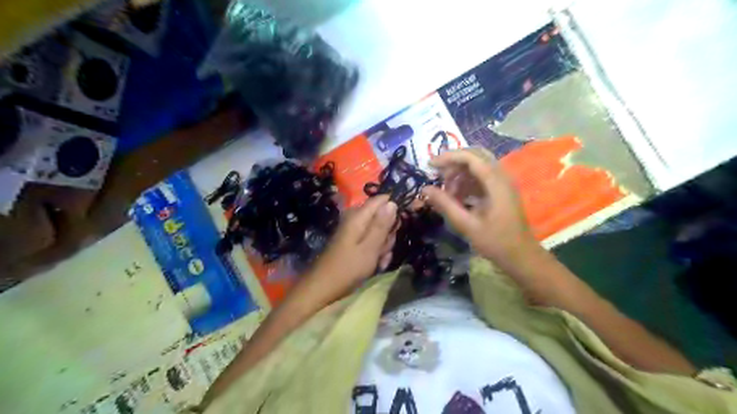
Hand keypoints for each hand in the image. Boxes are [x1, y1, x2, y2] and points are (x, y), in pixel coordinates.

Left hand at [306, 195, 396, 292]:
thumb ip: (381, 225)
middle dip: (388, 234)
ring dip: (383, 246)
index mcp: (358, 216)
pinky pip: (372, 242)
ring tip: (379, 261)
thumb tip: (392, 202)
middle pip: (382, 217)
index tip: (400, 225)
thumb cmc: (347, 268)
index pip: (382, 200)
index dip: (394, 209)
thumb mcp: (369, 248)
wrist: (323, 287)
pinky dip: (376, 252)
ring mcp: (355, 231)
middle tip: (384, 250)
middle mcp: (356, 219)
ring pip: (379, 232)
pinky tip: (376, 265)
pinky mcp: (354, 242)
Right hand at [421, 148, 539, 268]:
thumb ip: (445, 205)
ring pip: (478, 165)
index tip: (430, 165)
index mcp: (496, 183)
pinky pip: (481, 177)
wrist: (521, 256)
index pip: (471, 157)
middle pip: (475, 156)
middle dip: (453, 162)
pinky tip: (457, 197)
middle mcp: (502, 176)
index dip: (449, 157)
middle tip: (437, 175)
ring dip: (459, 174)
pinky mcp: (501, 190)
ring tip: (446, 192)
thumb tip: (424, 189)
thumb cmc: (495, 242)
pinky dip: (466, 182)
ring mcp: (503, 182)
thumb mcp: (466, 225)